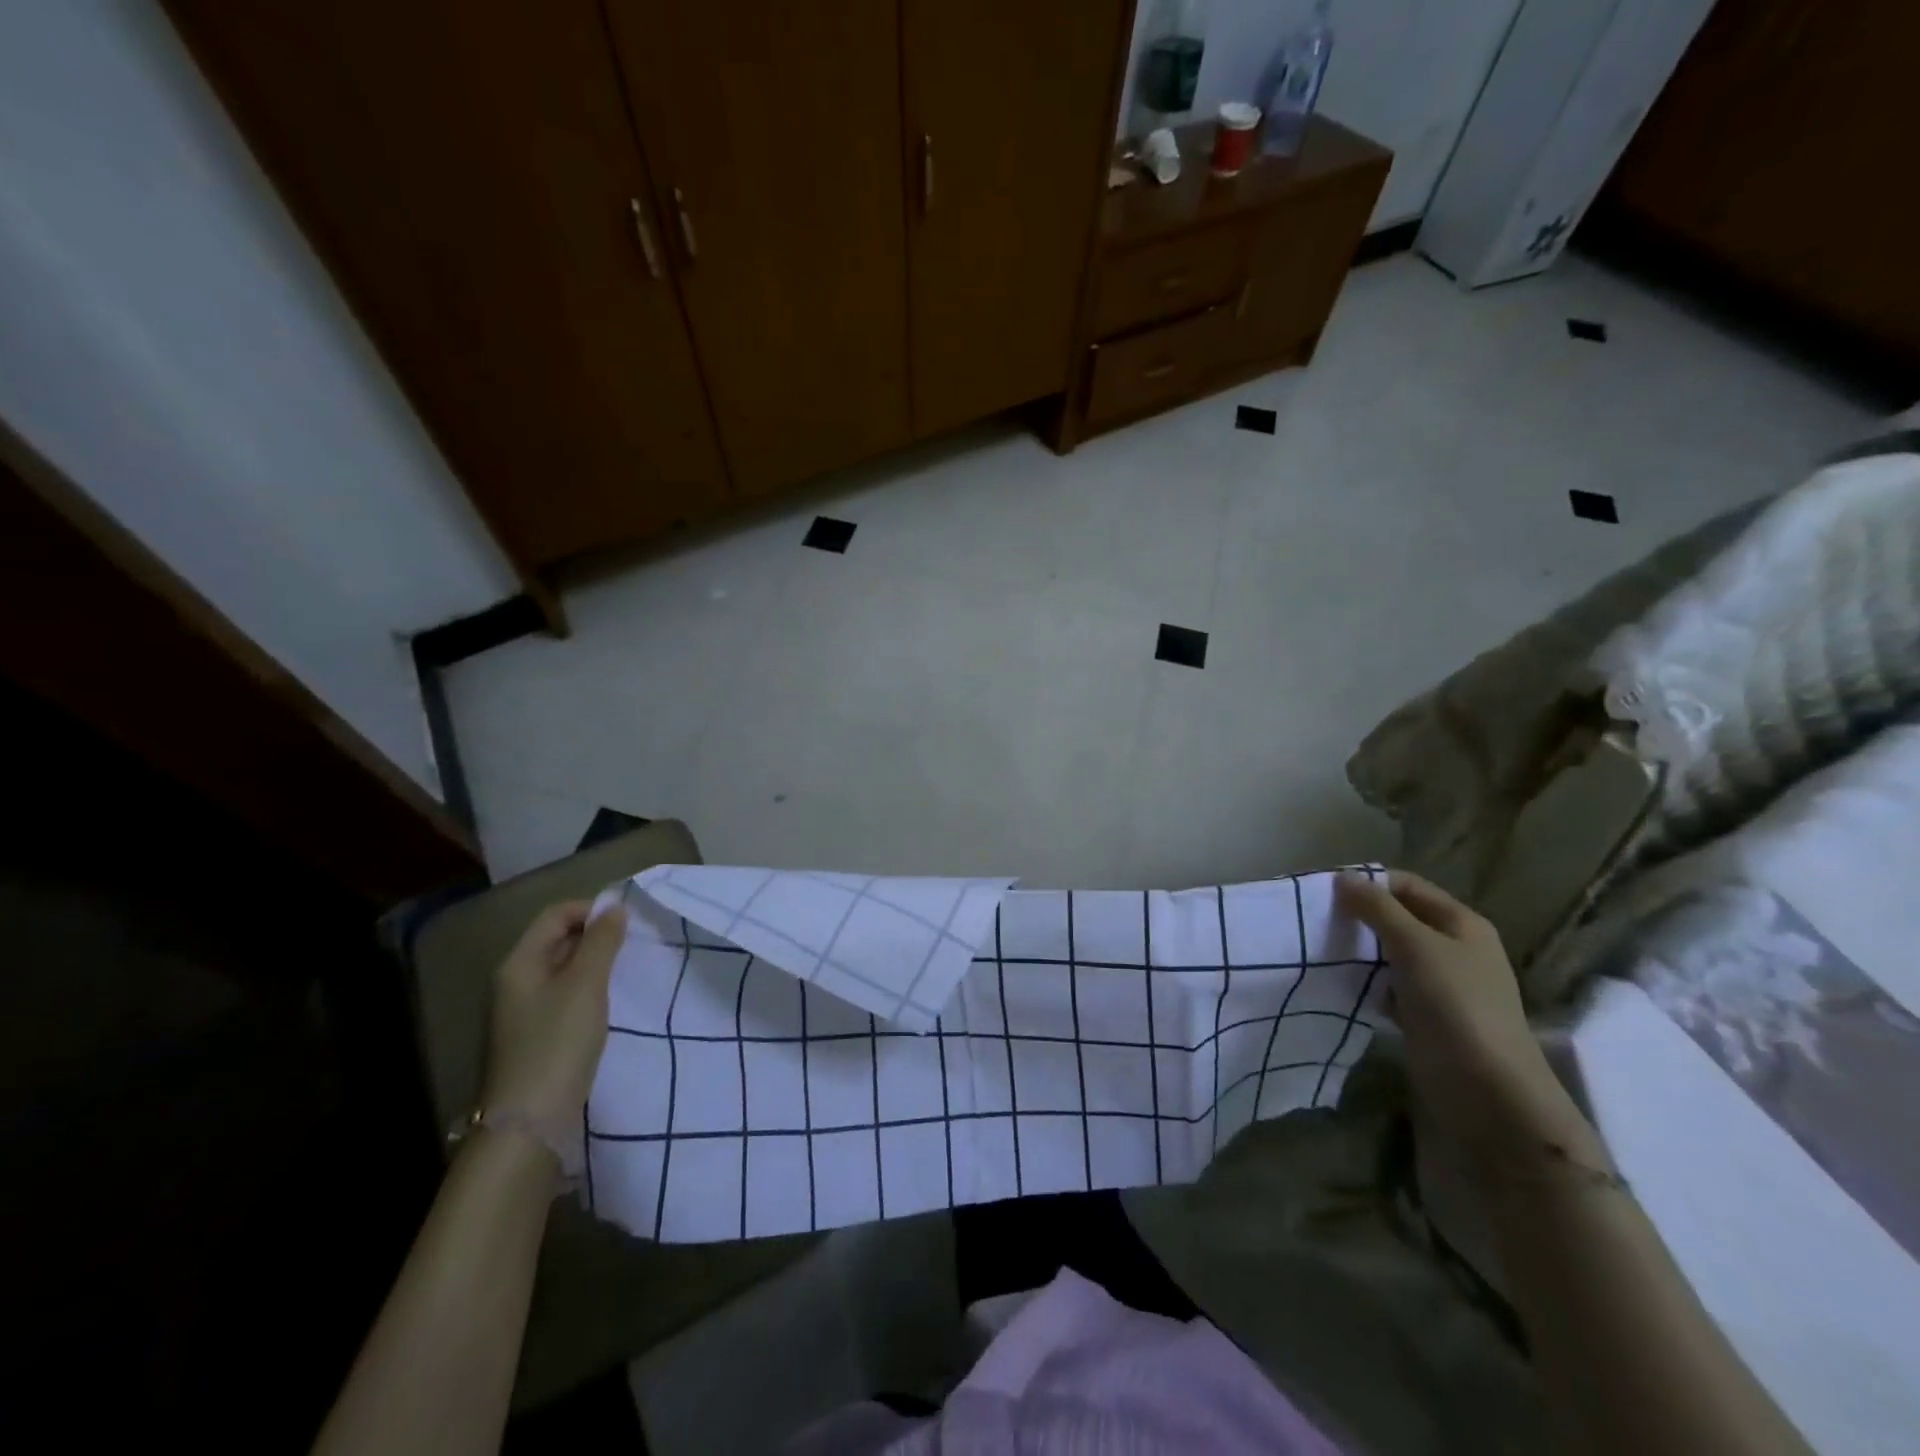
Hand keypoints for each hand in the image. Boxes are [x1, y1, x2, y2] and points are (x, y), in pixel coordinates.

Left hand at [481, 899, 627, 1127]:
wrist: (529, 1123)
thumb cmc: (558, 1043)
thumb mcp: (586, 984)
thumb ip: (602, 942)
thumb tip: (614, 908)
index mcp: (519, 963)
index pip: (556, 915)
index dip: (592, 910)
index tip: (629, 923)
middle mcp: (515, 981)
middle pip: (558, 940)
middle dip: (596, 937)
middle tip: (633, 947)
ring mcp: (523, 1012)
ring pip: (564, 970)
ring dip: (595, 965)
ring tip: (627, 973)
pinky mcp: (535, 1037)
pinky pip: (565, 998)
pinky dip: (589, 992)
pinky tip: (610, 1005)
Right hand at [1337, 870, 1573, 1150]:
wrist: (1487, 1090)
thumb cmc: (1455, 1004)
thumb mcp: (1414, 945)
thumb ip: (1377, 908)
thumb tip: (1344, 877)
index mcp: (1460, 923)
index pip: (1407, 885)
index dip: (1368, 882)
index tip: (1325, 890)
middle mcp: (1453, 948)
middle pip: (1398, 917)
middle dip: (1359, 916)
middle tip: (1316, 919)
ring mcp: (1440, 984)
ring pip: (1390, 953)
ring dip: (1359, 949)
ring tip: (1319, 947)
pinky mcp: (1424, 1015)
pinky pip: (1388, 986)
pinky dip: (1365, 982)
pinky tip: (1339, 983)